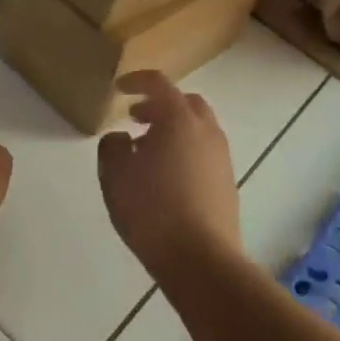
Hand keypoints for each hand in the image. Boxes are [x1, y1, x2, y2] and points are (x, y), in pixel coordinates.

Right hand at [97, 71, 241, 279]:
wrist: (201, 259)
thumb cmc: (151, 210)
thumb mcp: (115, 175)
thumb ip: (112, 147)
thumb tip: (122, 138)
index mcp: (179, 120)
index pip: (159, 84)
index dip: (137, 81)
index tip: (120, 88)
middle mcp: (206, 131)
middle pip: (185, 102)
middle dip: (159, 104)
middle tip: (135, 117)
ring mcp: (221, 157)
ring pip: (197, 128)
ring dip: (173, 129)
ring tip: (147, 150)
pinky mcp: (227, 182)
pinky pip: (204, 152)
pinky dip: (184, 150)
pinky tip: (165, 176)